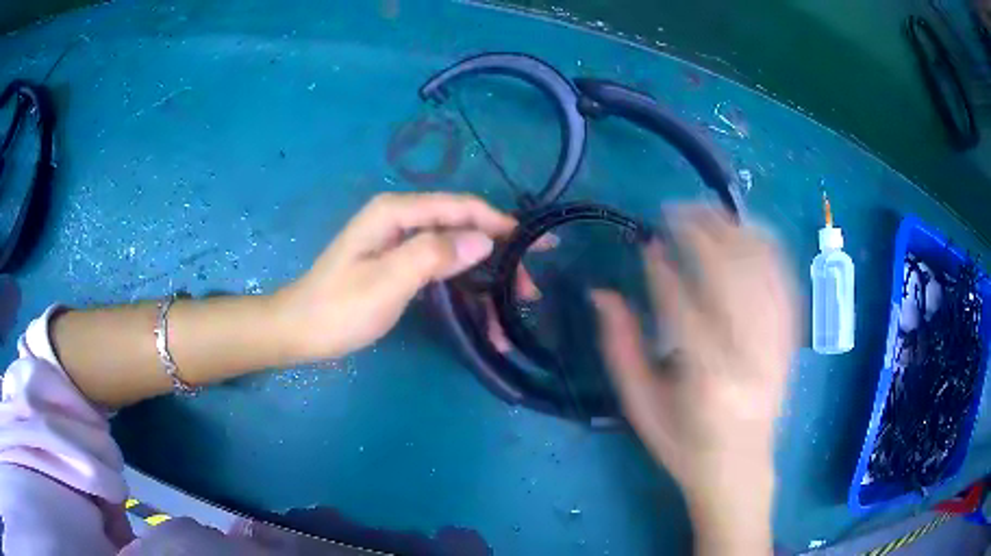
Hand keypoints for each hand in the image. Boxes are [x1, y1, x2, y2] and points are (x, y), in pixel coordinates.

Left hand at [275, 192, 515, 359]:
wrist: (300, 331)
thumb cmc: (339, 308)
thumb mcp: (386, 282)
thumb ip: (433, 254)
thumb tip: (483, 240)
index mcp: (396, 213)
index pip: (460, 207)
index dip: (501, 222)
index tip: (538, 243)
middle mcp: (402, 221)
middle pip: (462, 231)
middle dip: (499, 260)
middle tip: (530, 291)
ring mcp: (401, 245)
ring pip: (456, 256)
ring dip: (485, 284)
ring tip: (510, 315)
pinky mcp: (400, 267)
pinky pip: (441, 273)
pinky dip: (464, 294)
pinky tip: (482, 319)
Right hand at [592, 206, 796, 552]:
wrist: (740, 469)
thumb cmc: (683, 446)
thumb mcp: (640, 409)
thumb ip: (620, 350)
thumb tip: (602, 293)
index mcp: (706, 381)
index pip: (683, 307)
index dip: (664, 269)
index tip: (648, 243)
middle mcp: (749, 356)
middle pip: (731, 277)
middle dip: (703, 233)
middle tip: (677, 210)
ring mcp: (776, 345)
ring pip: (763, 272)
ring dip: (736, 233)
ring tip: (710, 211)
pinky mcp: (789, 341)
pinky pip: (785, 285)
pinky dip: (770, 251)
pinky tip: (751, 231)